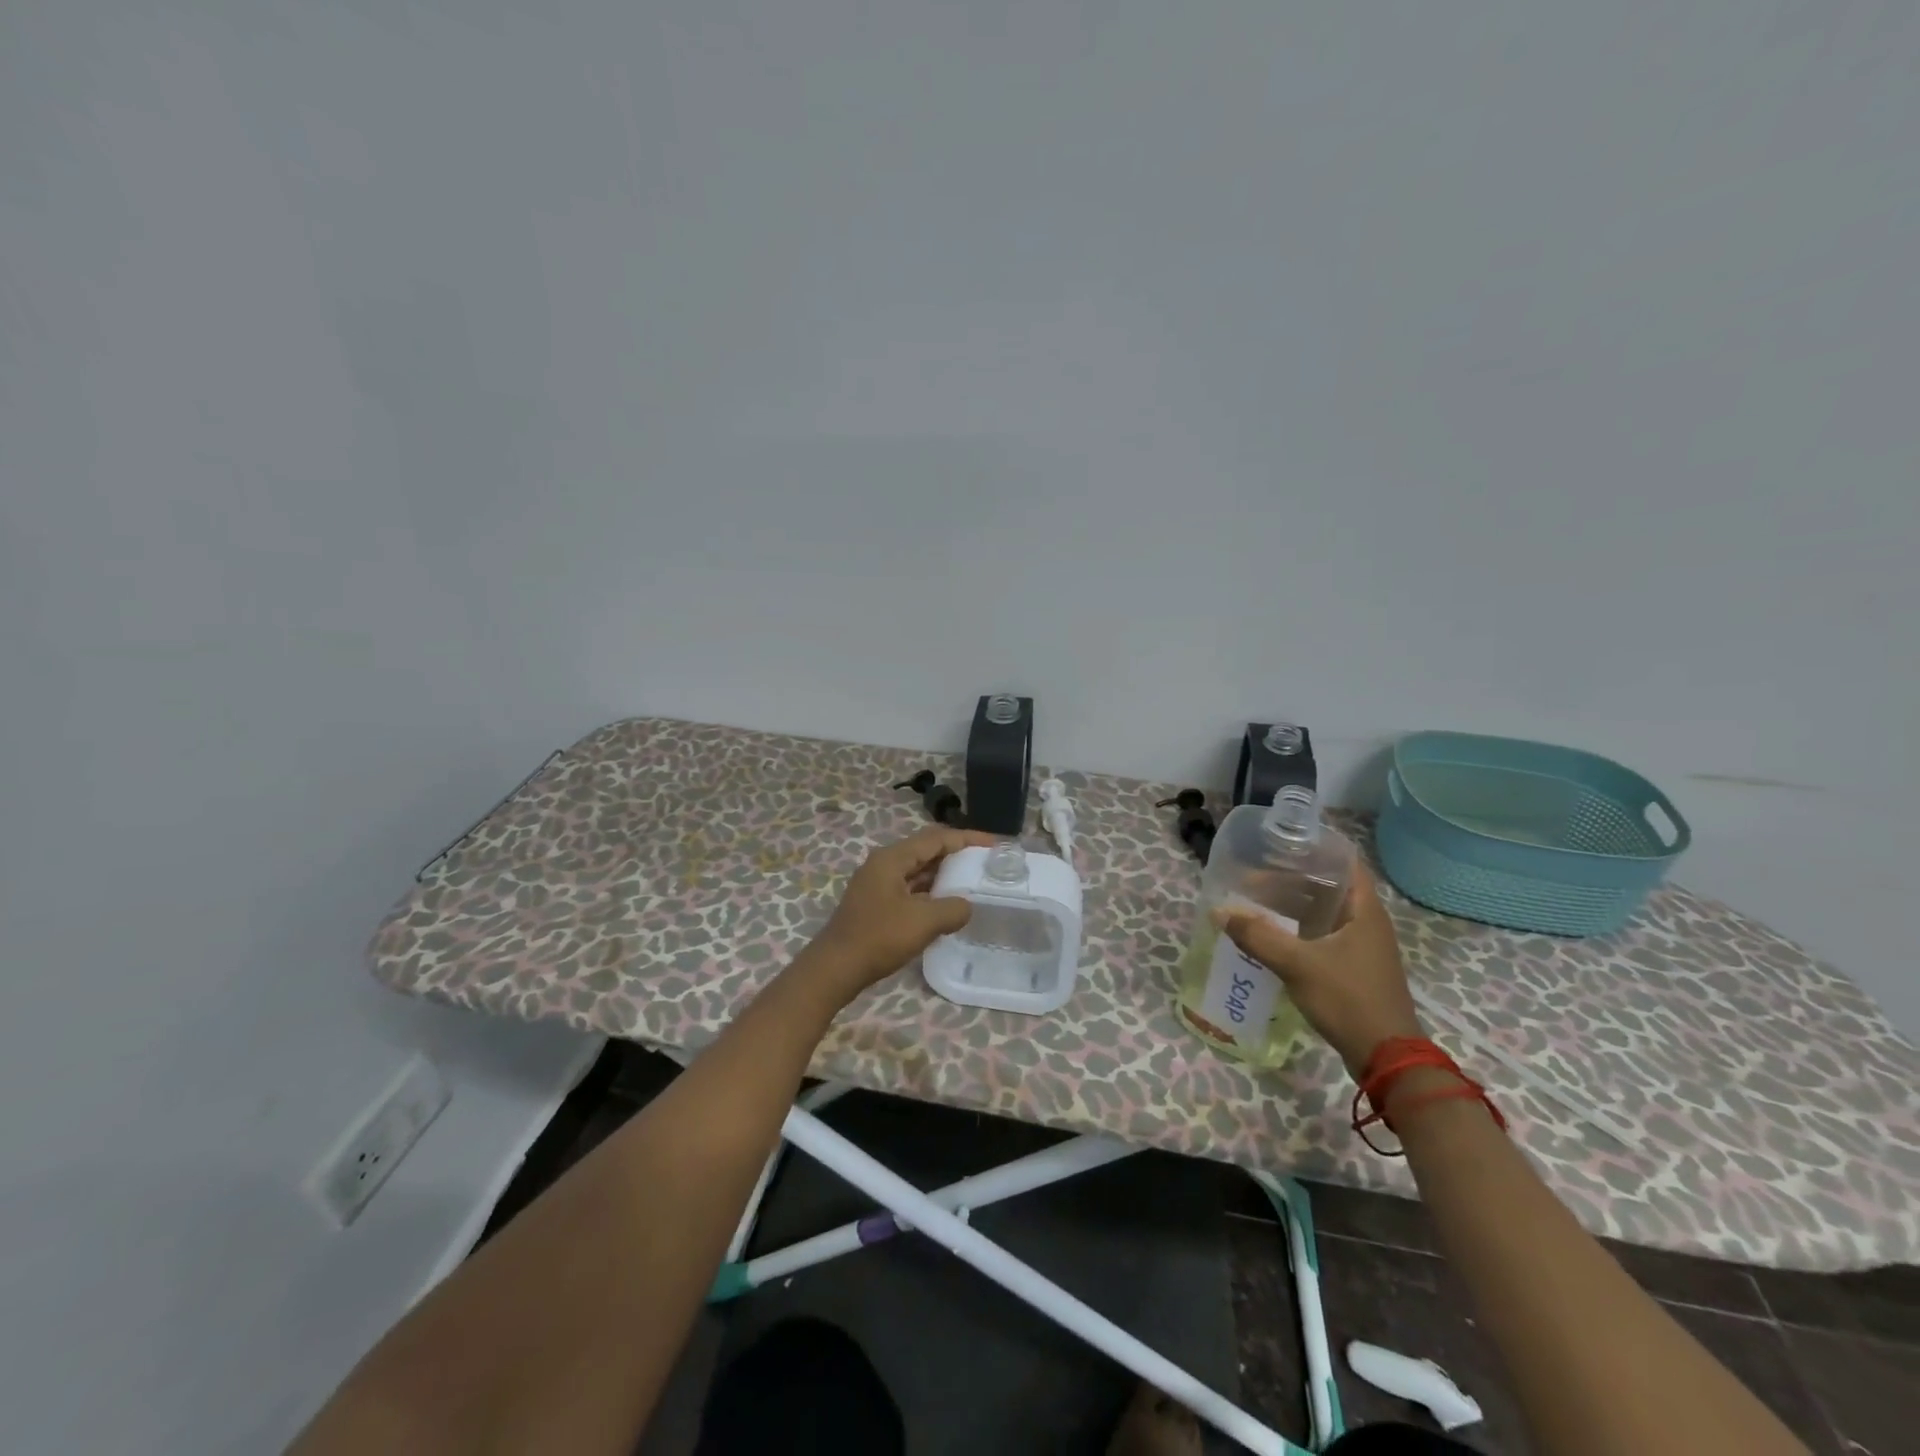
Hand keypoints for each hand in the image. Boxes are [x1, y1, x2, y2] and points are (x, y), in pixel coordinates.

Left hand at [803, 826, 997, 1001]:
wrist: (835, 968)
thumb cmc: (878, 938)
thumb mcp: (923, 922)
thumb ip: (952, 909)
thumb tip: (966, 906)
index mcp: (892, 858)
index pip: (936, 838)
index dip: (967, 839)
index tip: (993, 844)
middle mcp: (884, 864)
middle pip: (926, 850)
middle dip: (956, 854)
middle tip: (985, 862)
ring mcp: (878, 884)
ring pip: (917, 871)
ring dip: (943, 874)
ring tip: (972, 881)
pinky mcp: (876, 904)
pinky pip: (910, 888)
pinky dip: (930, 892)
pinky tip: (946, 905)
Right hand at [1214, 859, 1422, 1078]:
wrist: (1386, 1057)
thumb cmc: (1348, 999)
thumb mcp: (1297, 964)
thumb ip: (1258, 936)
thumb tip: (1220, 912)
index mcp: (1365, 911)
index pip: (1344, 862)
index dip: (1314, 849)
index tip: (1280, 844)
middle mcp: (1368, 922)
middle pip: (1330, 886)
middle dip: (1294, 877)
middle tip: (1257, 872)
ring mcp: (1363, 947)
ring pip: (1325, 912)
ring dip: (1295, 905)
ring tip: (1258, 898)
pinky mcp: (1355, 968)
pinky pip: (1324, 935)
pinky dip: (1300, 928)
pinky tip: (1274, 933)